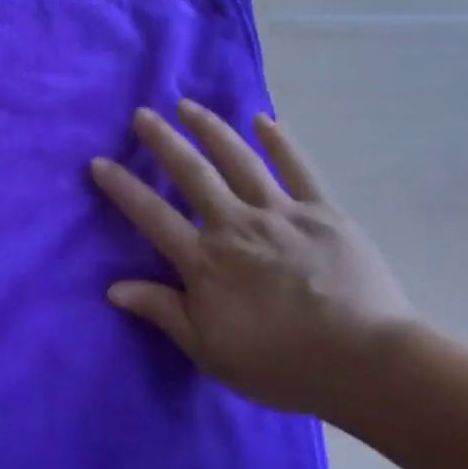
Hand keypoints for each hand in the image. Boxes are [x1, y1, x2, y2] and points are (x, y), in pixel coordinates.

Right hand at [91, 100, 417, 415]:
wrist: (367, 363)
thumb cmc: (281, 363)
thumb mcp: (209, 351)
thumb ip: (162, 312)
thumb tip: (113, 287)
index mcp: (205, 261)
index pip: (152, 216)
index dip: (122, 188)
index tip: (99, 162)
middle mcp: (236, 226)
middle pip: (192, 174)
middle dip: (163, 142)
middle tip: (142, 114)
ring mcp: (281, 214)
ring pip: (239, 161)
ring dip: (210, 129)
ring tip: (188, 105)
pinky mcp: (323, 213)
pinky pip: (297, 169)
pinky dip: (279, 142)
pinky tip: (263, 120)